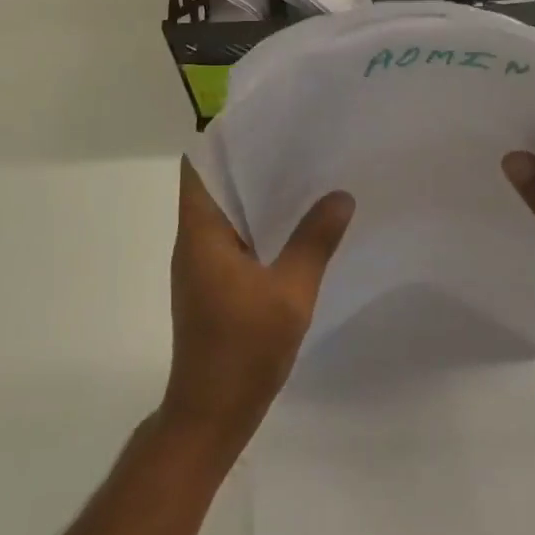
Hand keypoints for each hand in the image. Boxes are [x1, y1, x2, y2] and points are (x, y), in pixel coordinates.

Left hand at [162, 160, 353, 451]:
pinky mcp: (214, 284)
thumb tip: (340, 196)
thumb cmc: (243, 349)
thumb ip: (315, 242)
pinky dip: (261, 224)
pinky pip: (236, 238)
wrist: (211, 414)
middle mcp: (194, 241)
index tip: (262, 119)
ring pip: (227, 213)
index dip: (223, 138)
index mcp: (201, 233)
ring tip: (304, 173)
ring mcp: (202, 264)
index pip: (198, 166)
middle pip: (215, 184)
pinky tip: (298, 225)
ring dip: (258, 194)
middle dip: (251, 162)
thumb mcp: (289, 293)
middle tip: (298, 141)